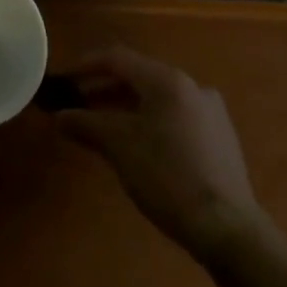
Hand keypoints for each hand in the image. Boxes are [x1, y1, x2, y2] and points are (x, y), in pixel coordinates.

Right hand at [52, 46, 261, 251]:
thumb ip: (86, 124)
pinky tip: (138, 144)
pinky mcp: (220, 136)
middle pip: (139, 76)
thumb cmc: (167, 176)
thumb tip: (59, 116)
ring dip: (126, 106)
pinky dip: (150, 120)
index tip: (65, 79)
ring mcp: (211, 111)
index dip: (87, 65)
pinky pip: (175, 115)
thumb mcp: (118, 147)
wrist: (227, 227)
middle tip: (79, 104)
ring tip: (103, 126)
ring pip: (158, 98)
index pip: (118, 59)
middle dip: (105, 89)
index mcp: (167, 81)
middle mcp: (192, 86)